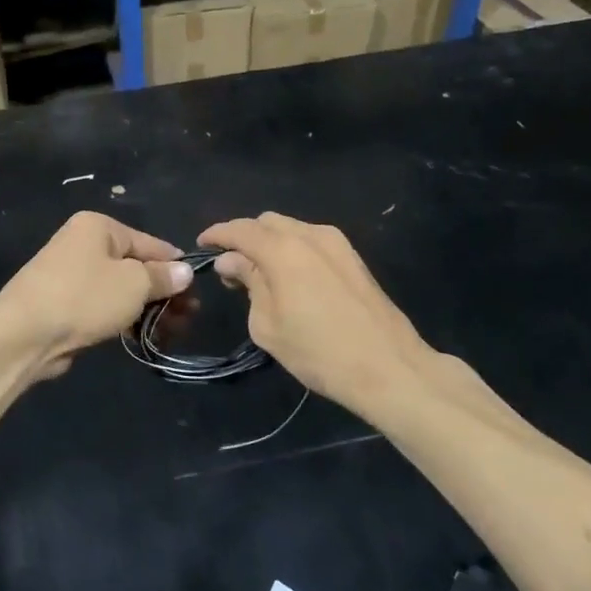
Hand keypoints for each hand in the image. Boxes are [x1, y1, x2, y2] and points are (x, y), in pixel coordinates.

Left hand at [0, 212, 192, 379]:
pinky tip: (143, 336)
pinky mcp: (65, 304)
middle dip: (163, 293)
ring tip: (172, 332)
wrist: (24, 334)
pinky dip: (125, 319)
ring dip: (148, 310)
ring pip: (121, 290)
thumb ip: (163, 276)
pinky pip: (104, 307)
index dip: (175, 266)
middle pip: (135, 267)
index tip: (197, 290)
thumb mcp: (134, 284)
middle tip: (188, 317)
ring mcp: (72, 275)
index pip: (149, 243)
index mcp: (98, 227)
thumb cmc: (85, 297)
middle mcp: (83, 244)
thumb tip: (185, 271)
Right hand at [199, 213, 439, 415]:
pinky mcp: (353, 257)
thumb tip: (232, 261)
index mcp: (283, 249)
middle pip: (266, 222)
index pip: (240, 229)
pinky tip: (289, 277)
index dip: (217, 234)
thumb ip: (248, 283)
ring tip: (259, 274)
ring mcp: (336, 243)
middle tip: (230, 268)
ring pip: (291, 228)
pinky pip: (311, 241)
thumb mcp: (268, 324)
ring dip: (269, 243)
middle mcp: (310, 235)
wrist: (389, 367)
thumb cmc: (319, 352)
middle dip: (244, 237)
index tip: (201, 244)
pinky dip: (291, 249)